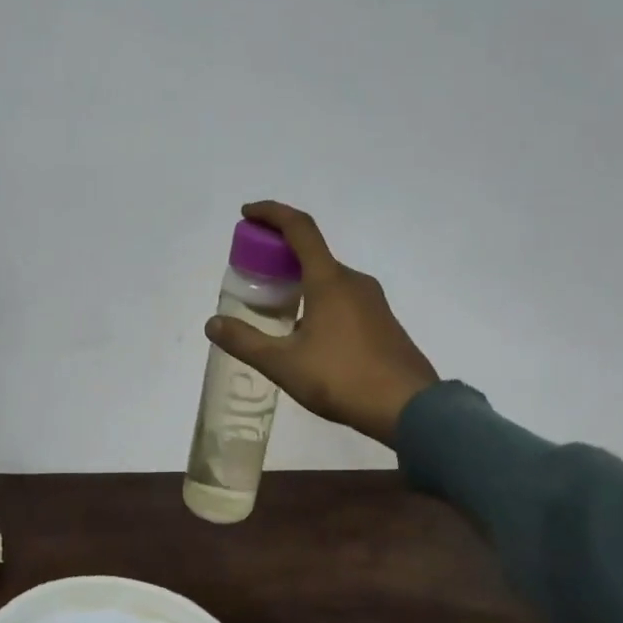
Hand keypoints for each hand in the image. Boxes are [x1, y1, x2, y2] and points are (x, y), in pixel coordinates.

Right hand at [207, 200, 439, 447]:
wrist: (410, 409)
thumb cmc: (343, 378)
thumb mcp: (284, 364)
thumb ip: (245, 342)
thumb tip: (212, 324)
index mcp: (329, 280)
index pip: (299, 228)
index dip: (271, 213)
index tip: (247, 214)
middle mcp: (353, 281)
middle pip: (313, 252)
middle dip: (280, 252)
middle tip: (254, 269)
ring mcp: (373, 301)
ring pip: (328, 277)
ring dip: (300, 278)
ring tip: (276, 303)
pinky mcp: (383, 322)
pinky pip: (343, 297)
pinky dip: (318, 297)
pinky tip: (307, 331)